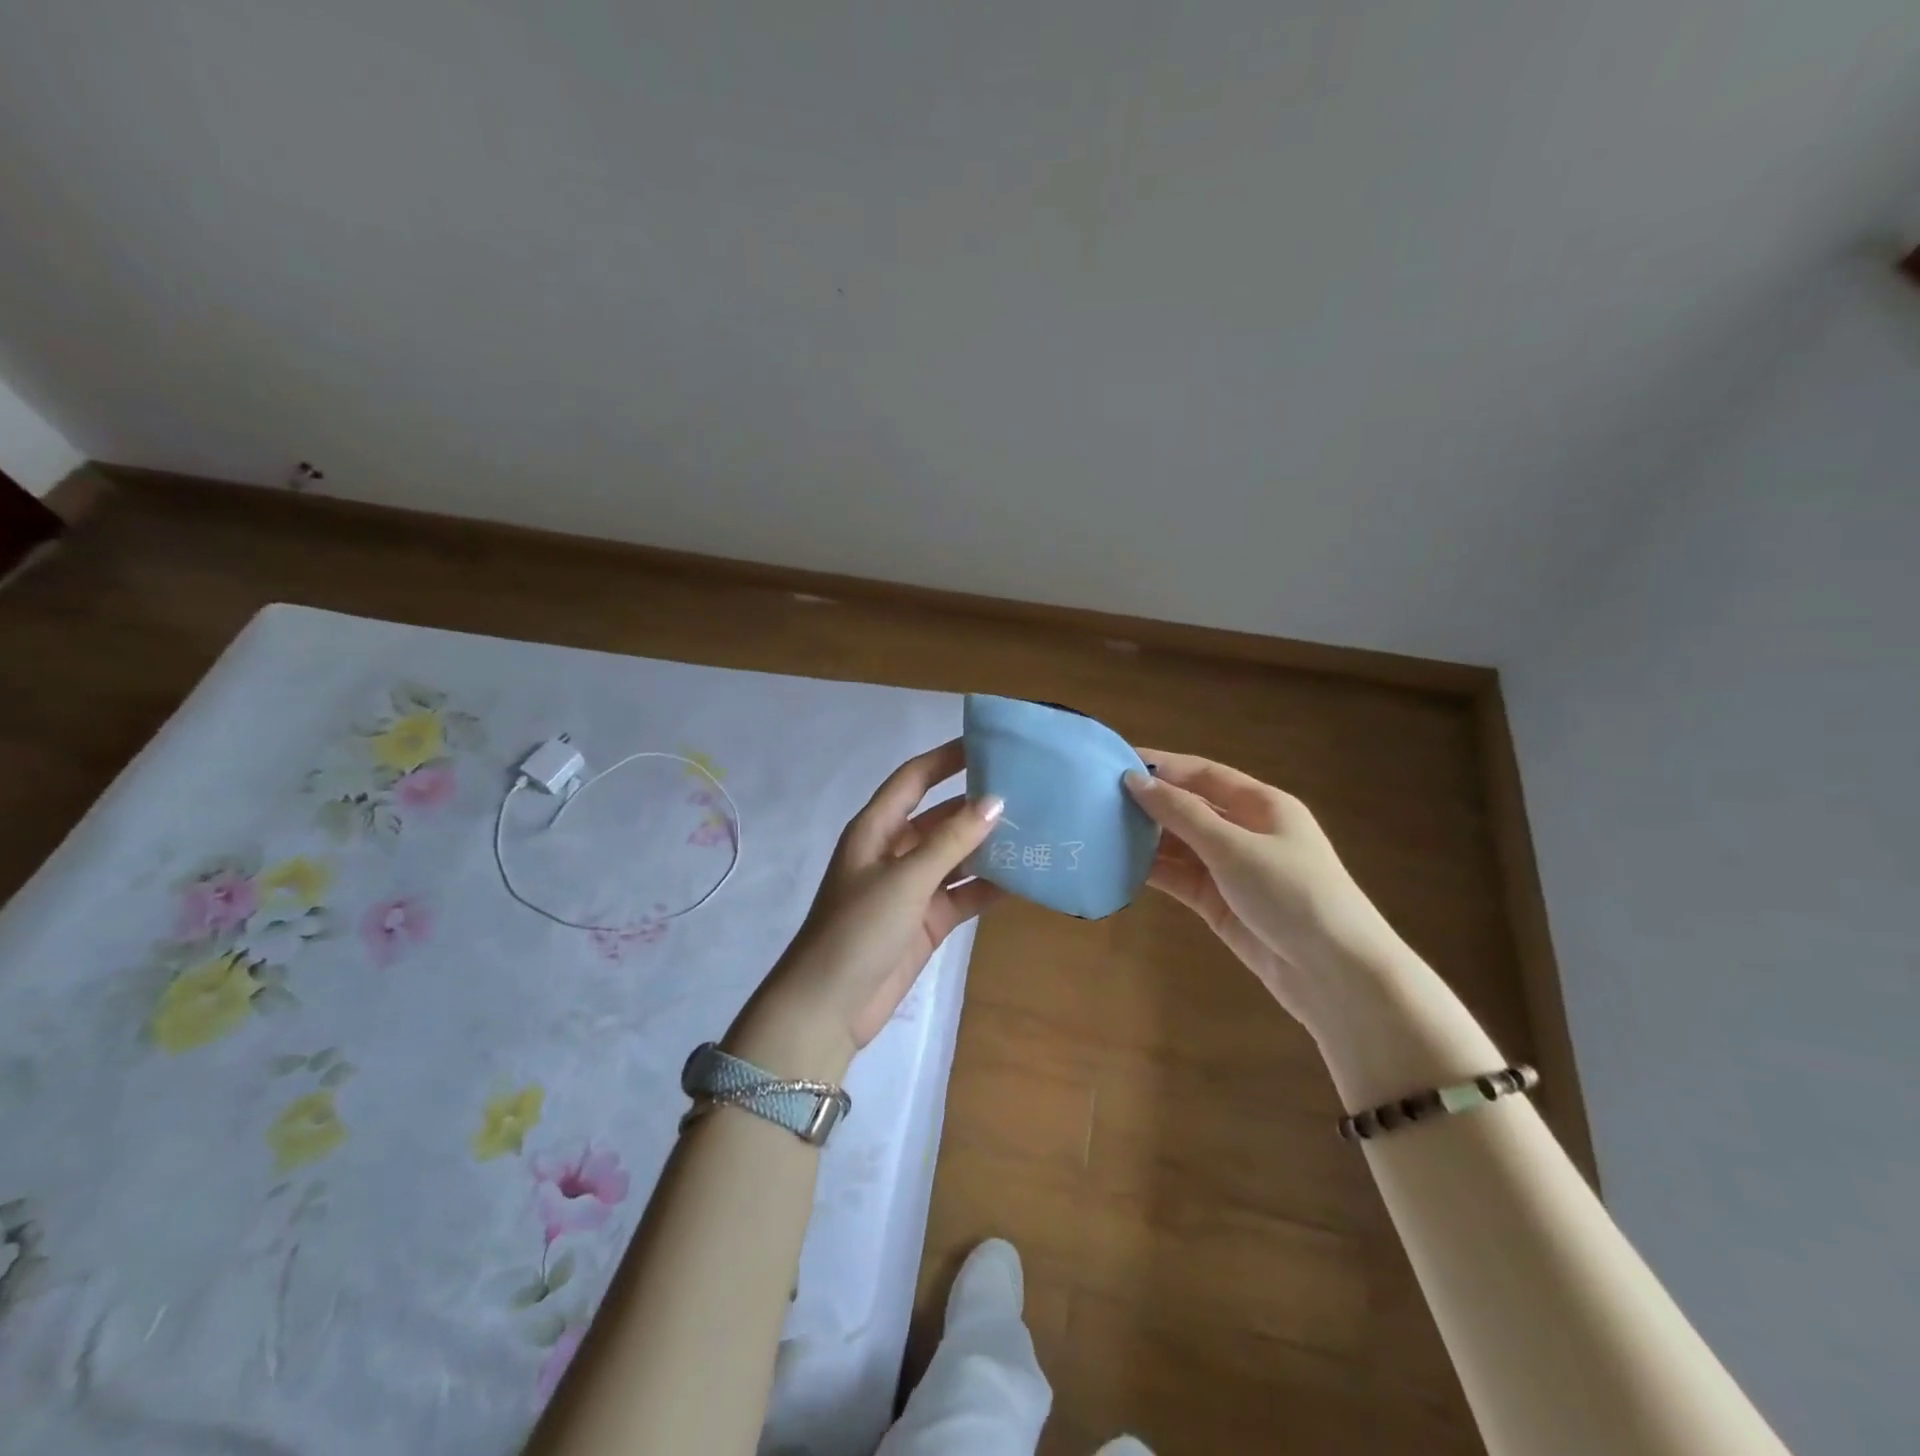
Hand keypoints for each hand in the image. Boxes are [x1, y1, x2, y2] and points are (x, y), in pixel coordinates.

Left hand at [737, 741, 1004, 1069]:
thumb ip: (951, 841)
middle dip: (978, 804)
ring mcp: (912, 888)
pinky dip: (990, 886)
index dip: (947, 758)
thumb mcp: (905, 879)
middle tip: (1029, 790)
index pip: (914, 778)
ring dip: (990, 846)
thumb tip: (996, 801)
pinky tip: (1027, 877)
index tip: (988, 743)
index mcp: (876, 829)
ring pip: (957, 856)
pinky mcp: (927, 920)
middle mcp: (895, 851)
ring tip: (1037, 829)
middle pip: (941, 817)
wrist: (829, 1007)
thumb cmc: (858, 929)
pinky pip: (964, 893)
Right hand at [1123, 750, 1406, 1037]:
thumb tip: (1134, 780)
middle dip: (1148, 802)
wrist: (1335, 975)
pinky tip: (1119, 864)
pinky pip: (1180, 878)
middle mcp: (1246, 831)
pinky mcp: (1220, 903)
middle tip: (1097, 799)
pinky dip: (1152, 871)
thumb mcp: (1235, 848)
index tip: (1115, 761)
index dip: (1161, 766)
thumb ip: (1183, 814)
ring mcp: (1232, 869)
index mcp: (1262, 805)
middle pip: (1189, 807)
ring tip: (1099, 829)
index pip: (1203, 774)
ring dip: (1146, 837)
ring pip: (1180, 844)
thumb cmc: (1292, 894)